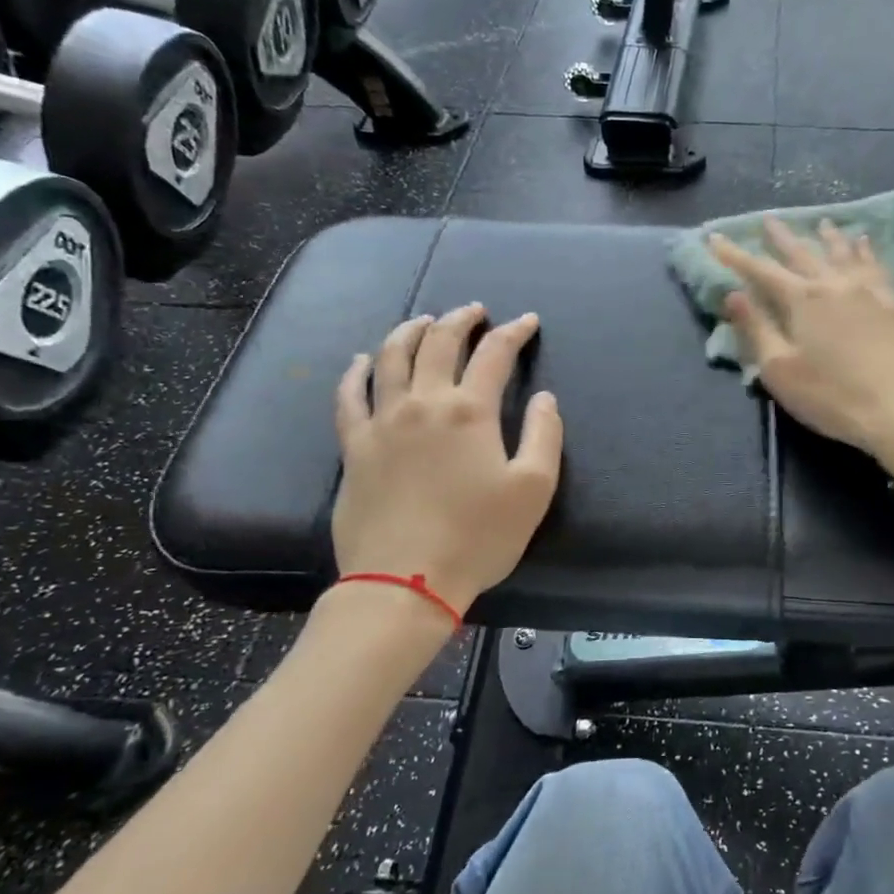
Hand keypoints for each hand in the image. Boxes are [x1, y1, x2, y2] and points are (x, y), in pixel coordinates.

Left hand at [332, 304, 562, 611]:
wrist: (405, 581)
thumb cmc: (478, 537)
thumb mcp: (533, 489)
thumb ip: (545, 435)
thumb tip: (545, 397)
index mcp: (470, 411)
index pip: (494, 354)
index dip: (514, 332)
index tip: (527, 322)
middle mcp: (423, 403)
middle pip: (438, 343)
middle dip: (460, 319)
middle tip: (475, 312)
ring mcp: (382, 422)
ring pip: (390, 357)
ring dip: (410, 331)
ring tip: (424, 321)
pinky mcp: (354, 446)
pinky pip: (349, 396)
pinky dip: (355, 371)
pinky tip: (362, 360)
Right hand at [710, 219, 893, 470]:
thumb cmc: (832, 396)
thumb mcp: (780, 371)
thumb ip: (756, 329)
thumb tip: (732, 294)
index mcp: (802, 300)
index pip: (760, 270)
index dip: (735, 255)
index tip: (715, 238)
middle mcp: (834, 284)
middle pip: (802, 253)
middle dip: (781, 237)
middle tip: (768, 219)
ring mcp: (869, 290)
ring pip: (842, 252)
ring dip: (826, 236)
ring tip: (820, 223)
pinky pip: (876, 264)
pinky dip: (865, 249)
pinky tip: (864, 242)